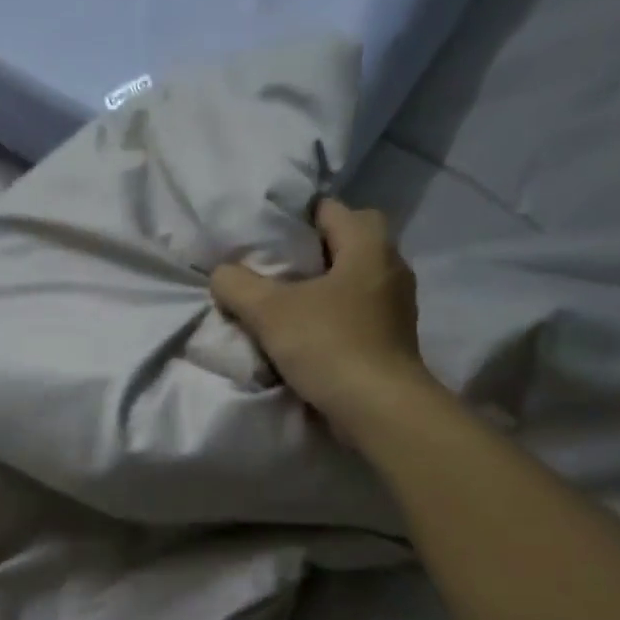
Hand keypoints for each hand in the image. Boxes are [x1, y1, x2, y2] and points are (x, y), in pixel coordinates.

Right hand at [210, 198, 434, 434]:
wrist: (379, 409)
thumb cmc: (328, 345)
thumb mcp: (268, 311)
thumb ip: (238, 285)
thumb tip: (222, 274)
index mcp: (368, 246)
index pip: (332, 209)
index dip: (296, 217)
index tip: (266, 235)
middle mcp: (390, 267)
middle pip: (349, 240)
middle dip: (315, 249)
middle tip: (278, 266)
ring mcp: (396, 304)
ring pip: (355, 277)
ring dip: (325, 284)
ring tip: (287, 299)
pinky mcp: (393, 336)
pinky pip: (359, 309)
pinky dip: (335, 312)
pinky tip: (308, 330)